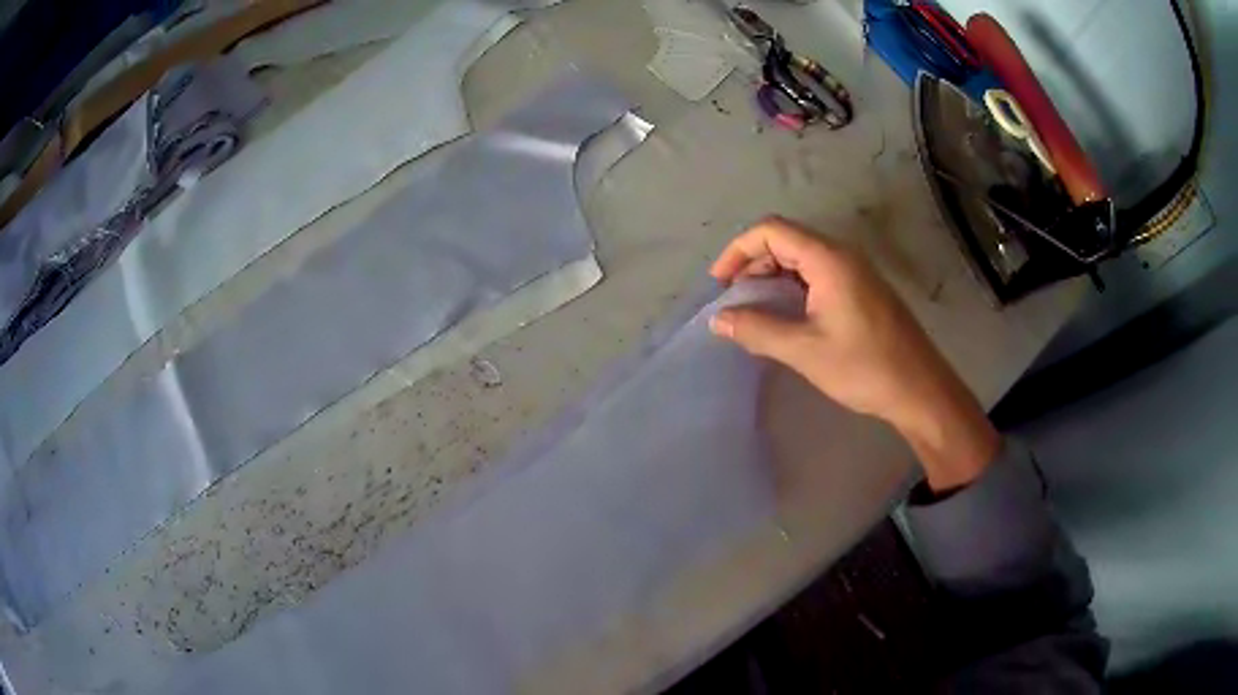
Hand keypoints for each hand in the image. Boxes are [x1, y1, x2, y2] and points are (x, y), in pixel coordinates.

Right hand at [709, 217, 998, 491]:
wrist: (920, 389)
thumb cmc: (864, 367)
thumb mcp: (804, 350)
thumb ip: (757, 330)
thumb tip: (718, 320)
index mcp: (828, 259)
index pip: (771, 231)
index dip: (738, 250)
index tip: (720, 284)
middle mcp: (842, 255)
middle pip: (786, 240)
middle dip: (753, 264)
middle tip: (735, 302)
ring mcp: (855, 272)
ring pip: (802, 259)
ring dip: (773, 278)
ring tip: (754, 312)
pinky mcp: (862, 290)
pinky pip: (818, 275)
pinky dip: (793, 288)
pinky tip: (786, 318)